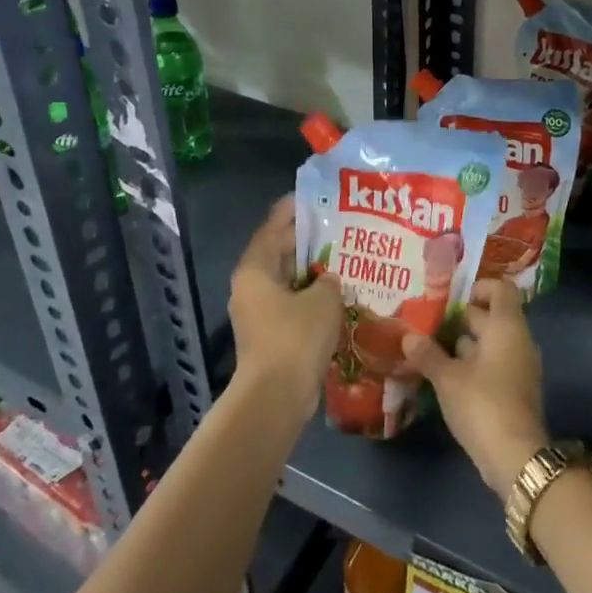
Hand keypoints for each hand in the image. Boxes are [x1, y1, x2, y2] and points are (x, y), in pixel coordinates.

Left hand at [229, 197, 341, 415]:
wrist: (277, 395)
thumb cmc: (296, 336)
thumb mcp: (324, 298)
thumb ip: (329, 281)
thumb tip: (329, 281)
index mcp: (255, 269)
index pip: (272, 228)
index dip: (291, 211)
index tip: (311, 197)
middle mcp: (250, 287)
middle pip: (278, 254)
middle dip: (305, 241)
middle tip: (334, 227)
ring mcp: (257, 314)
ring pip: (286, 282)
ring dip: (310, 272)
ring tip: (341, 259)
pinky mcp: (268, 336)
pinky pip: (291, 306)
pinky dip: (309, 298)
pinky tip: (336, 296)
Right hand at [401, 278, 549, 497]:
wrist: (516, 457)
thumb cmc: (482, 404)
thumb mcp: (448, 378)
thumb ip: (428, 354)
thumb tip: (408, 336)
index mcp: (507, 327)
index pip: (500, 289)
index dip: (478, 287)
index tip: (450, 298)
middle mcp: (518, 340)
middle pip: (492, 316)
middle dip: (461, 318)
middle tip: (428, 321)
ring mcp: (519, 366)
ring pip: (491, 342)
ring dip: (463, 343)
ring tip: (429, 347)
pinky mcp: (515, 390)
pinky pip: (494, 363)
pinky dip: (473, 364)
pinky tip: (445, 375)